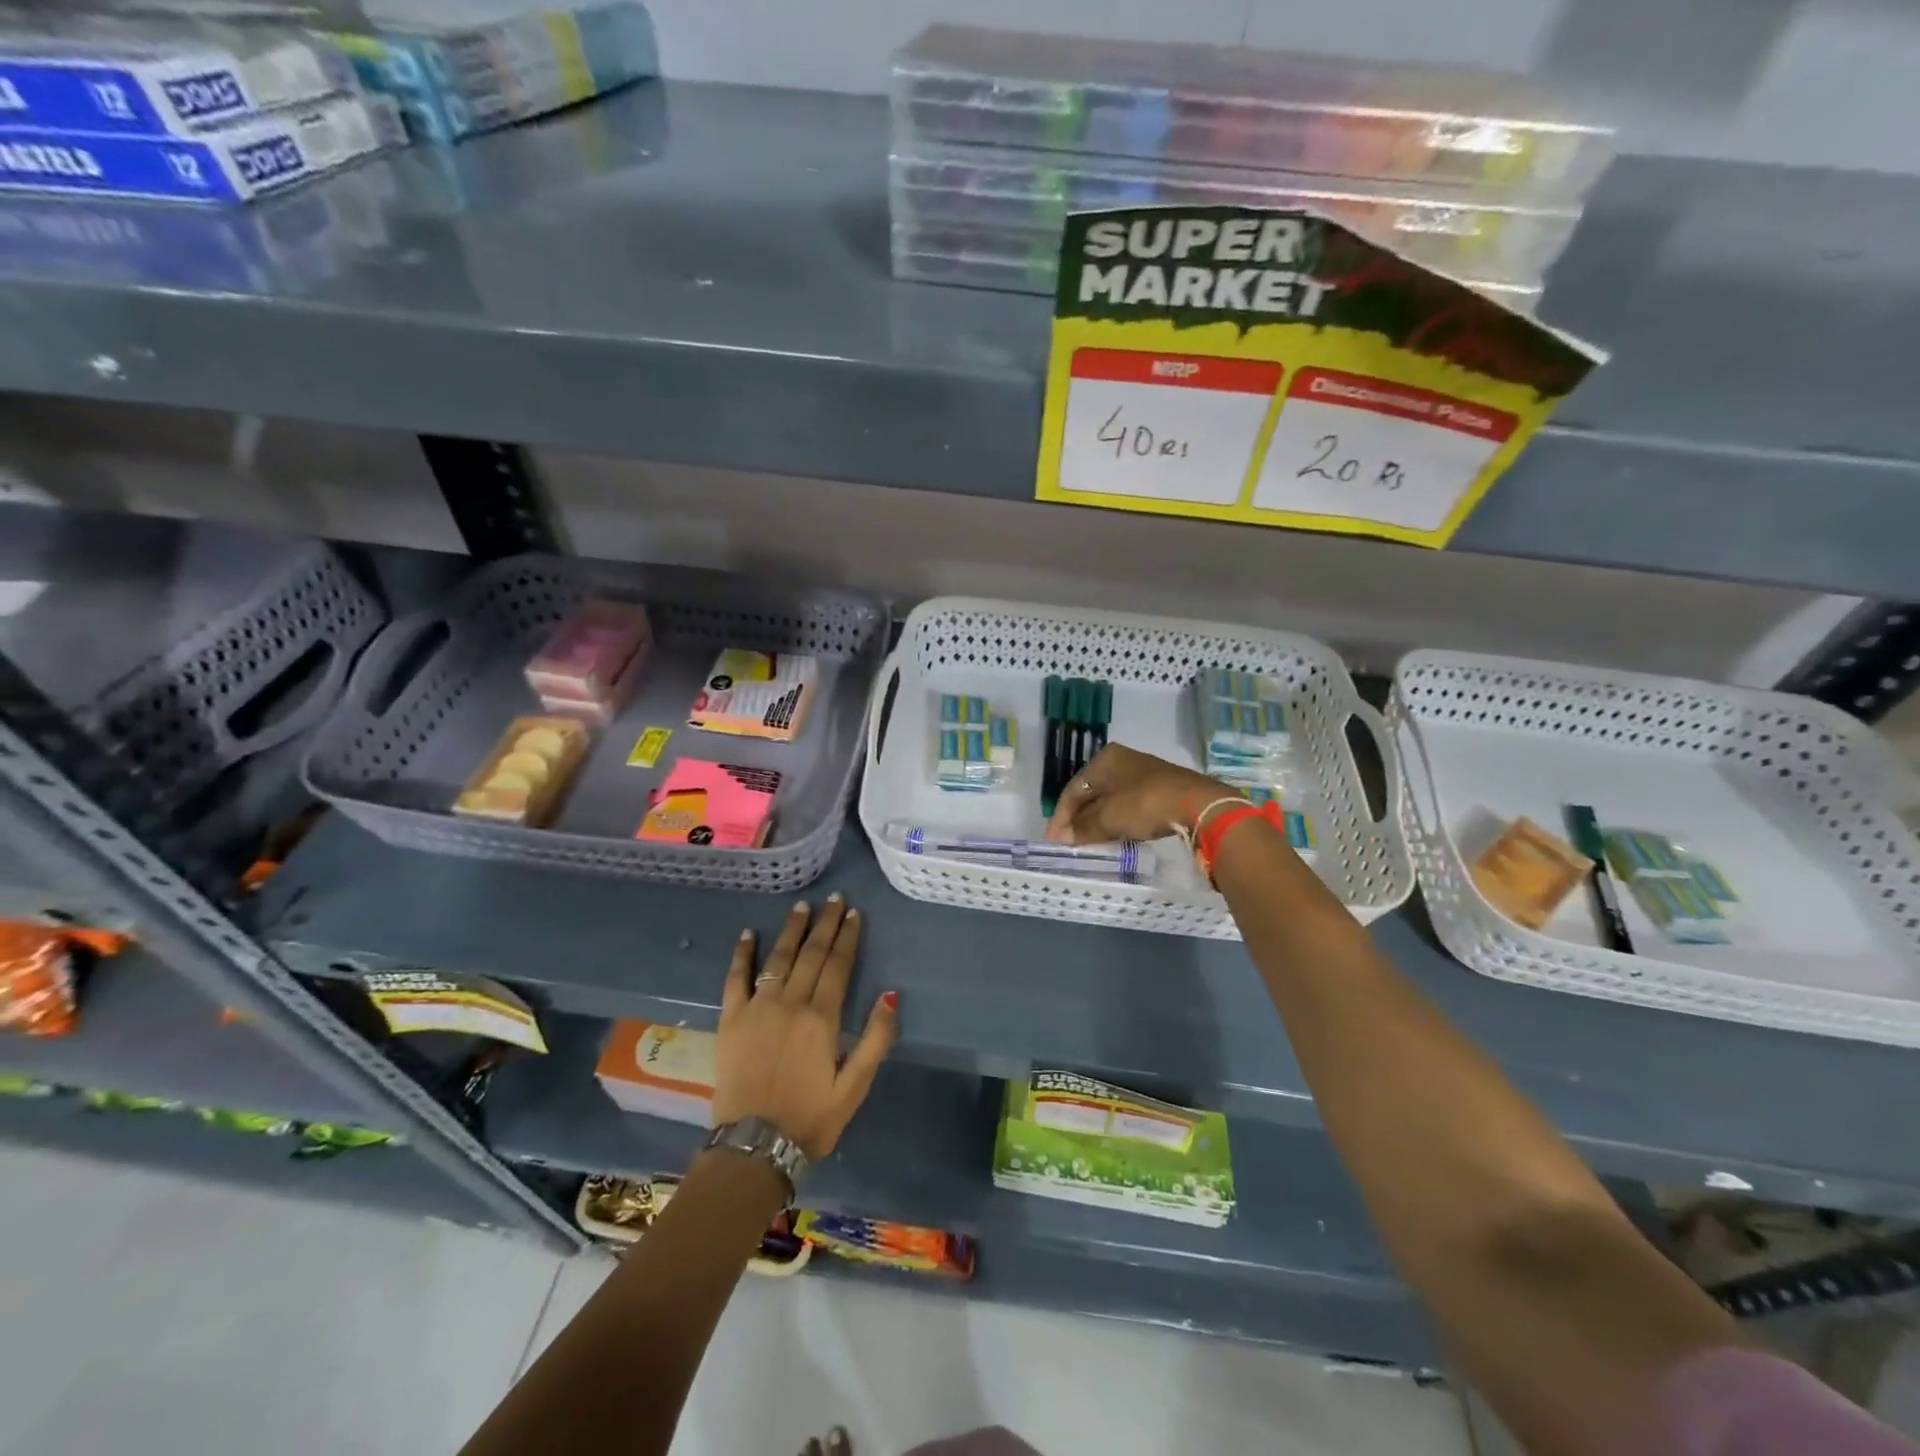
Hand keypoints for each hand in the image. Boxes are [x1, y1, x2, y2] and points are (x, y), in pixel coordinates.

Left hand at [715, 895, 897, 1160]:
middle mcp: (790, 1003)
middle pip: (811, 954)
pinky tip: (747, 934)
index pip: (838, 965)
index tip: (854, 912)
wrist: (754, 1147)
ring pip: (778, 958)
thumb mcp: (855, 1086)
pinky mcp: (730, 1020)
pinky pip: (735, 979)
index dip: (848, 936)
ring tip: (801, 906)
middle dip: (825, 924)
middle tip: (833, 898)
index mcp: (822, 1017)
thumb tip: (890, 994)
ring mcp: (757, 1008)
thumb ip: (876, 1039)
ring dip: (791, 930)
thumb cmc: (810, 1118)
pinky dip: (742, 955)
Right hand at [1046, 743, 1237, 844]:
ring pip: (1111, 800)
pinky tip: (1115, 835)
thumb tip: (1065, 838)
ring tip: (1089, 842)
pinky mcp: (1160, 789)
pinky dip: (1118, 821)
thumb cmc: (1145, 804)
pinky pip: (1129, 806)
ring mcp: (1143, 774)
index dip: (1061, 816)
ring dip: (1098, 821)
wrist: (1198, 805)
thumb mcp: (1109, 818)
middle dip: (1079, 818)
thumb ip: (1084, 828)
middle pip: (1092, 793)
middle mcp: (1122, 761)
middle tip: (1070, 842)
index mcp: (1105, 759)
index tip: (1054, 841)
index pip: (1073, 789)